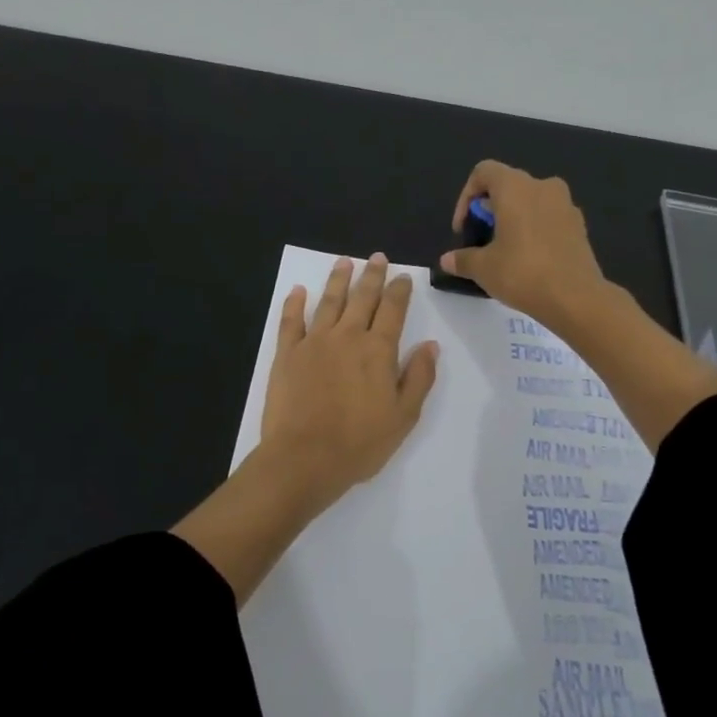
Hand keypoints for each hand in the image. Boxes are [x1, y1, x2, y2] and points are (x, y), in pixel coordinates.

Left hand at [259, 253, 439, 509]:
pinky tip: (298, 291)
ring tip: (344, 262)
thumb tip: (430, 345)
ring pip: (328, 301)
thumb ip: (419, 377)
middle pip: (362, 298)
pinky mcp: (286, 354)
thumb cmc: (360, 443)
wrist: (304, 458)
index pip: (393, 310)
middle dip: (372, 276)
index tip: (403, 277)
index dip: (399, 291)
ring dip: (338, 279)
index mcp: (378, 350)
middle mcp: (346, 336)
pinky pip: (291, 321)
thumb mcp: (404, 416)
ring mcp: (313, 342)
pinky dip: (294, 303)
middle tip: (377, 258)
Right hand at [439, 160, 608, 330]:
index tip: (464, 228)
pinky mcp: (579, 225)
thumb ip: (462, 259)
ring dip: (514, 218)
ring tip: (505, 250)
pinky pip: (549, 217)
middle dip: (490, 209)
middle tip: (481, 240)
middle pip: (508, 185)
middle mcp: (542, 186)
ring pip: (531, 201)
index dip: (466, 197)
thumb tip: (447, 260)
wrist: (576, 298)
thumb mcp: (483, 268)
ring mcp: (565, 204)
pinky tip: (530, 259)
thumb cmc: (522, 273)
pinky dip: (535, 229)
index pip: (483, 172)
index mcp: (515, 188)